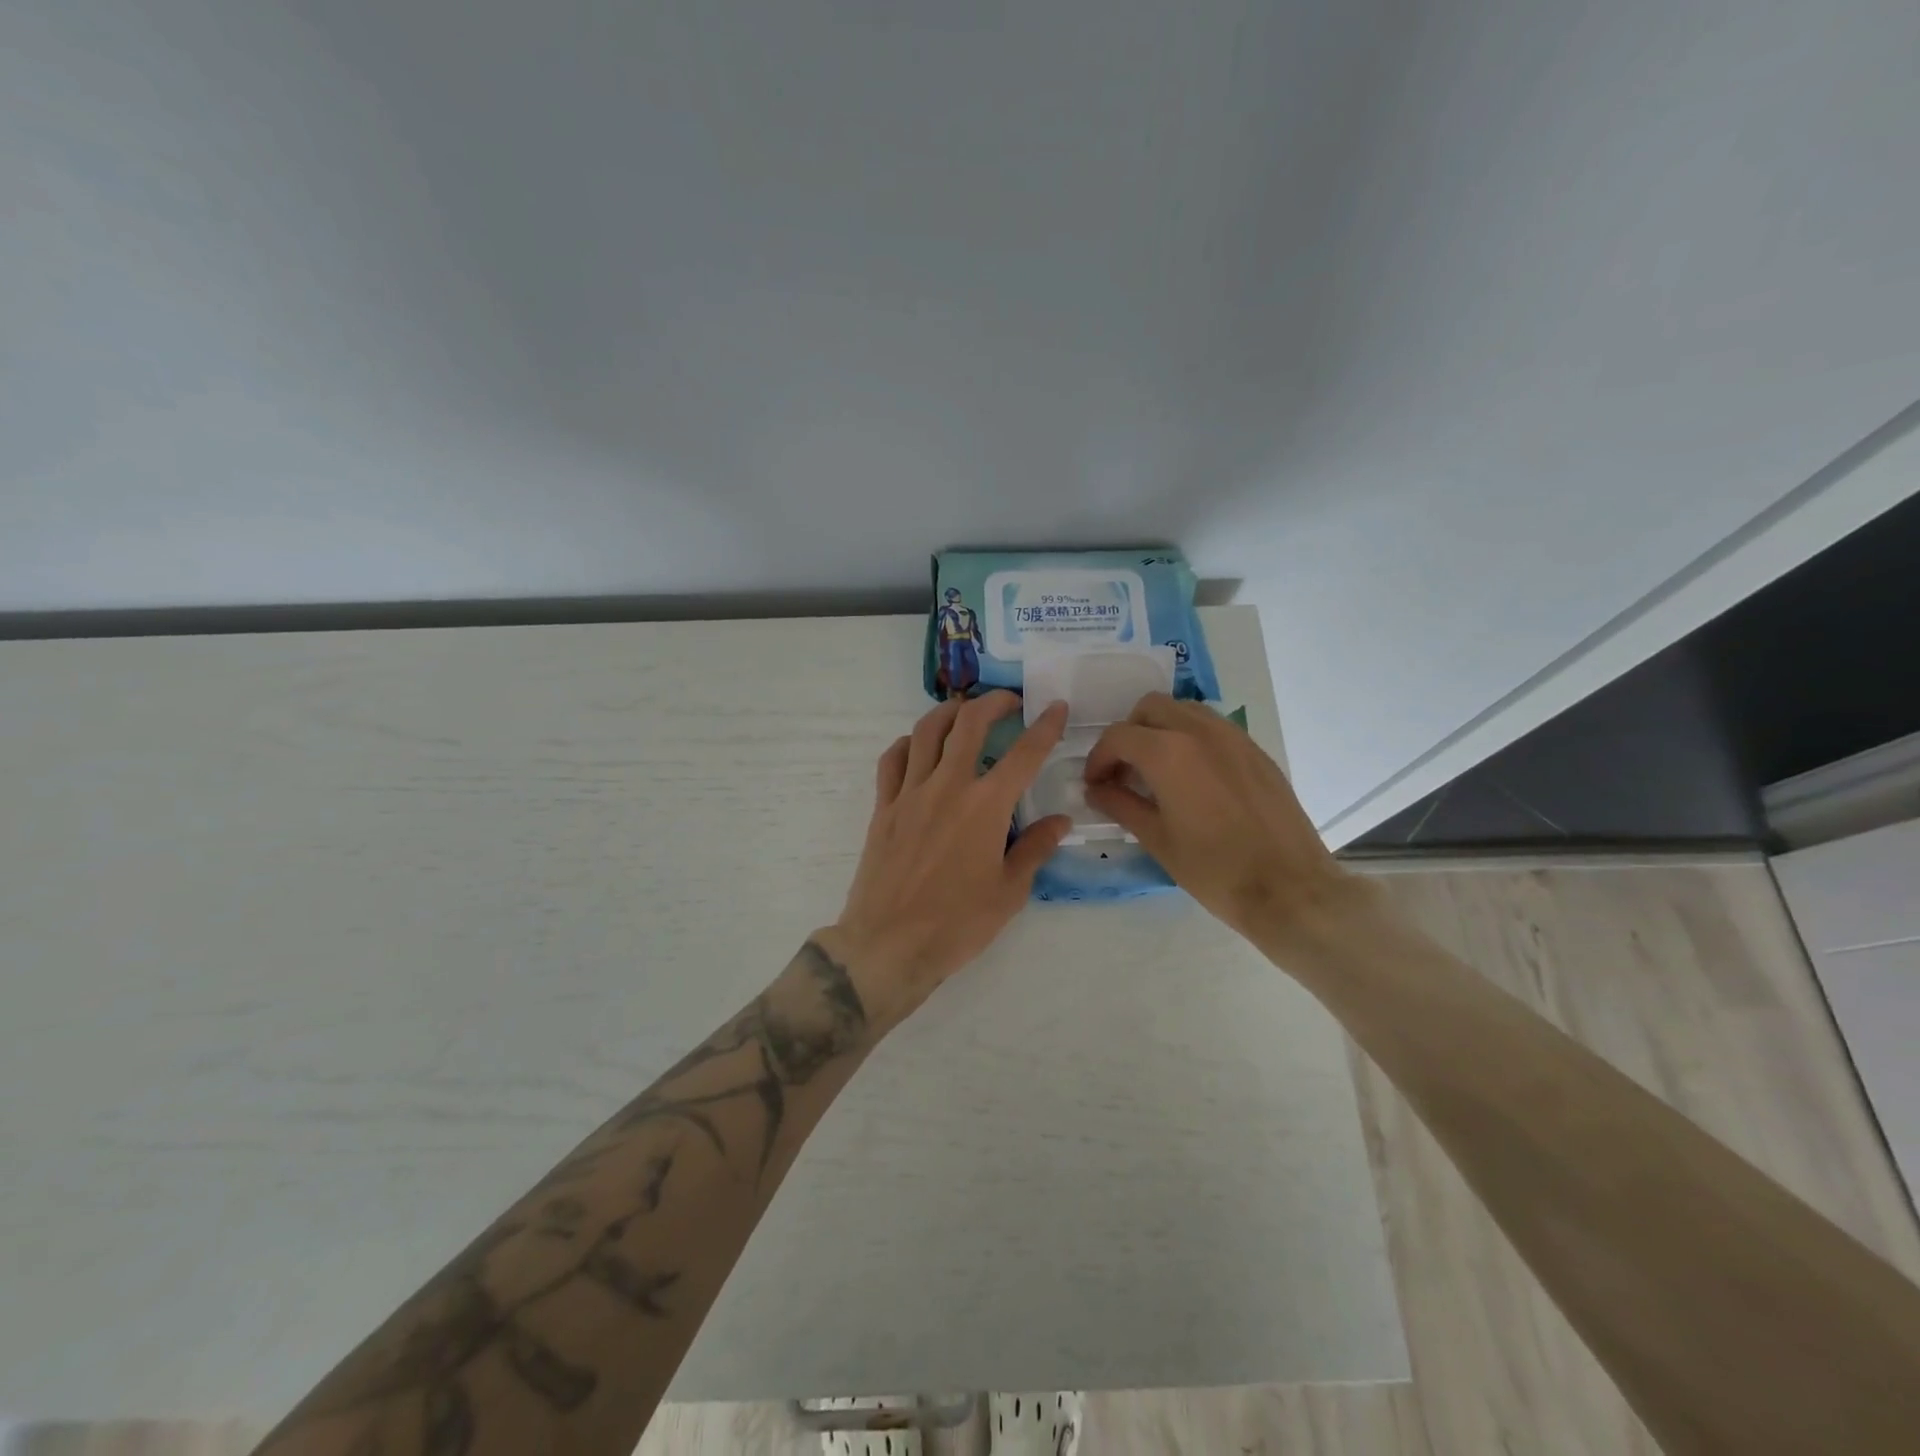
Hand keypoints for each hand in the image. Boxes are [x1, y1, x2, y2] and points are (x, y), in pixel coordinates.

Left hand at [822, 691, 1071, 1028]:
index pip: (1024, 754)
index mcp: (985, 806)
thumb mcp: (1009, 892)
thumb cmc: (957, 924)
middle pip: (969, 724)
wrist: (889, 945)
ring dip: (949, 712)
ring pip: (926, 732)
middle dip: (993, 703)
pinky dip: (908, 744)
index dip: (1045, 726)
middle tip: (1009, 702)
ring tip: (964, 712)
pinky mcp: (883, 808)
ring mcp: (910, 794)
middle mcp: (947, 787)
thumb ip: (1035, 848)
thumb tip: (1060, 821)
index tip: (1055, 707)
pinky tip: (918, 747)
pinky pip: (892, 760)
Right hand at [1082, 694, 1368, 947]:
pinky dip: (1191, 737)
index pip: (1118, 736)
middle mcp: (1199, 731)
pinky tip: (1193, 777)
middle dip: (1129, 733)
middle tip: (1124, 771)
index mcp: (1168, 752)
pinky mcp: (1255, 750)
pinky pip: (1213, 727)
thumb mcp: (1157, 839)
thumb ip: (1120, 805)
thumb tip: (1097, 790)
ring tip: (1157, 770)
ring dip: (1161, 729)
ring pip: (1184, 710)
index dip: (1099, 759)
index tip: (1096, 784)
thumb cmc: (1214, 869)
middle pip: (1150, 708)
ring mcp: (1233, 736)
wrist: (1288, 888)